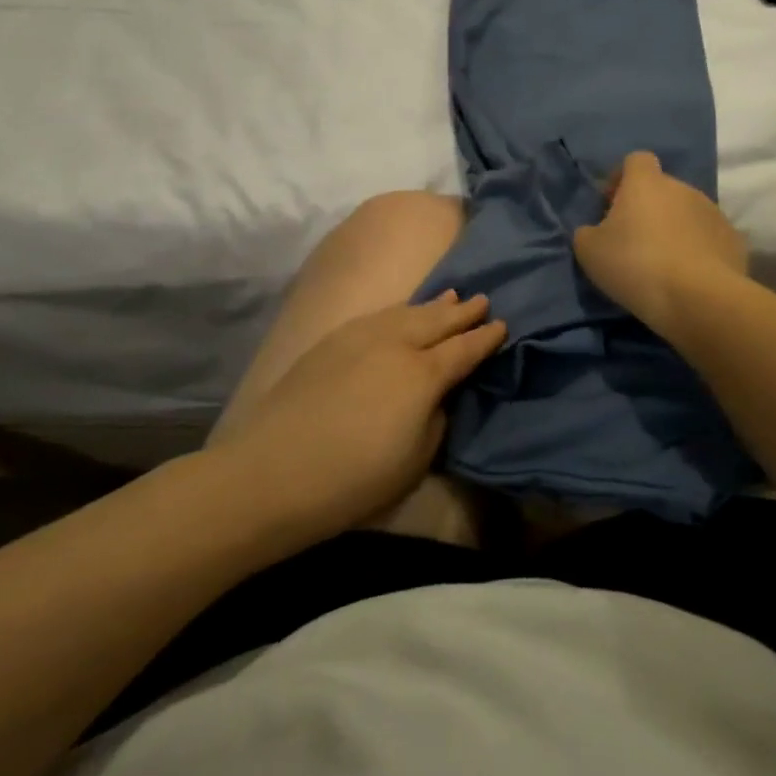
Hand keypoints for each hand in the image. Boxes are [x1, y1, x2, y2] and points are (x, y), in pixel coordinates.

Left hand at [222, 293, 505, 546]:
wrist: (273, 473)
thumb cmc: (354, 479)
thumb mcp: (416, 460)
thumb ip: (435, 419)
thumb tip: (435, 397)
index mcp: (423, 375)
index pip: (464, 349)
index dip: (485, 338)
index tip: (502, 326)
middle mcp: (396, 344)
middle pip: (438, 321)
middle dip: (463, 311)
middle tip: (483, 300)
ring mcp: (361, 337)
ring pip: (407, 312)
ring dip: (432, 305)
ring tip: (451, 296)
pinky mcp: (332, 341)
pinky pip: (379, 316)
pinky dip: (400, 310)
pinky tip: (402, 313)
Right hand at [573, 151, 747, 336]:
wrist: (698, 298)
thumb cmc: (636, 265)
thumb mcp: (590, 251)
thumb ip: (587, 232)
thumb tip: (595, 231)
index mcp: (646, 183)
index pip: (636, 160)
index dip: (622, 178)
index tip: (611, 205)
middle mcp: (683, 188)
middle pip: (662, 189)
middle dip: (648, 208)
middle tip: (634, 241)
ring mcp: (713, 212)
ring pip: (687, 213)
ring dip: (674, 229)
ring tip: (663, 263)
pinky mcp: (733, 240)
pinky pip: (709, 238)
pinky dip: (698, 250)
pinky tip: (689, 276)